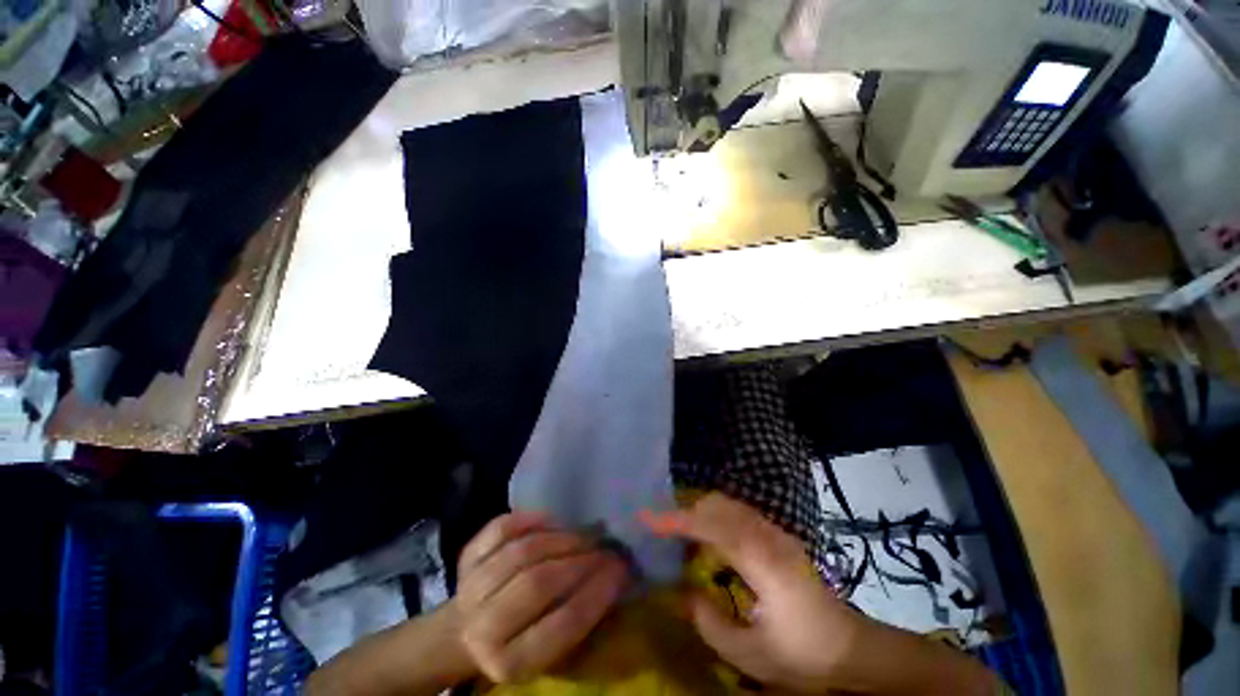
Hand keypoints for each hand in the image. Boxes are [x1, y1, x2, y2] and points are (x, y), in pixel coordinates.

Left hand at [455, 512, 630, 682]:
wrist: (466, 632)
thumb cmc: (521, 641)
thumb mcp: (550, 650)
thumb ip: (580, 618)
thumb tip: (617, 573)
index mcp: (510, 662)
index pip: (562, 624)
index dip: (597, 592)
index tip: (621, 568)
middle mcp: (483, 627)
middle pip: (538, 583)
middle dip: (581, 560)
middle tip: (606, 546)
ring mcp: (471, 586)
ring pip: (523, 551)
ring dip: (562, 538)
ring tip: (586, 533)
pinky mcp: (467, 556)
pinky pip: (503, 527)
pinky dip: (533, 519)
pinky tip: (555, 520)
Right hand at [643, 493, 875, 694]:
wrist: (852, 649)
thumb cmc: (803, 655)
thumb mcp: (751, 654)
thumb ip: (710, 623)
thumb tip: (682, 592)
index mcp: (762, 562)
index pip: (711, 526)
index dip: (677, 519)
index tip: (647, 517)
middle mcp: (768, 537)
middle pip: (718, 506)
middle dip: (685, 512)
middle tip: (661, 530)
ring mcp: (776, 533)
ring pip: (728, 506)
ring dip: (700, 514)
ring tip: (680, 537)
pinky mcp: (778, 537)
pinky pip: (739, 515)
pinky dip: (716, 519)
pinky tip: (709, 543)